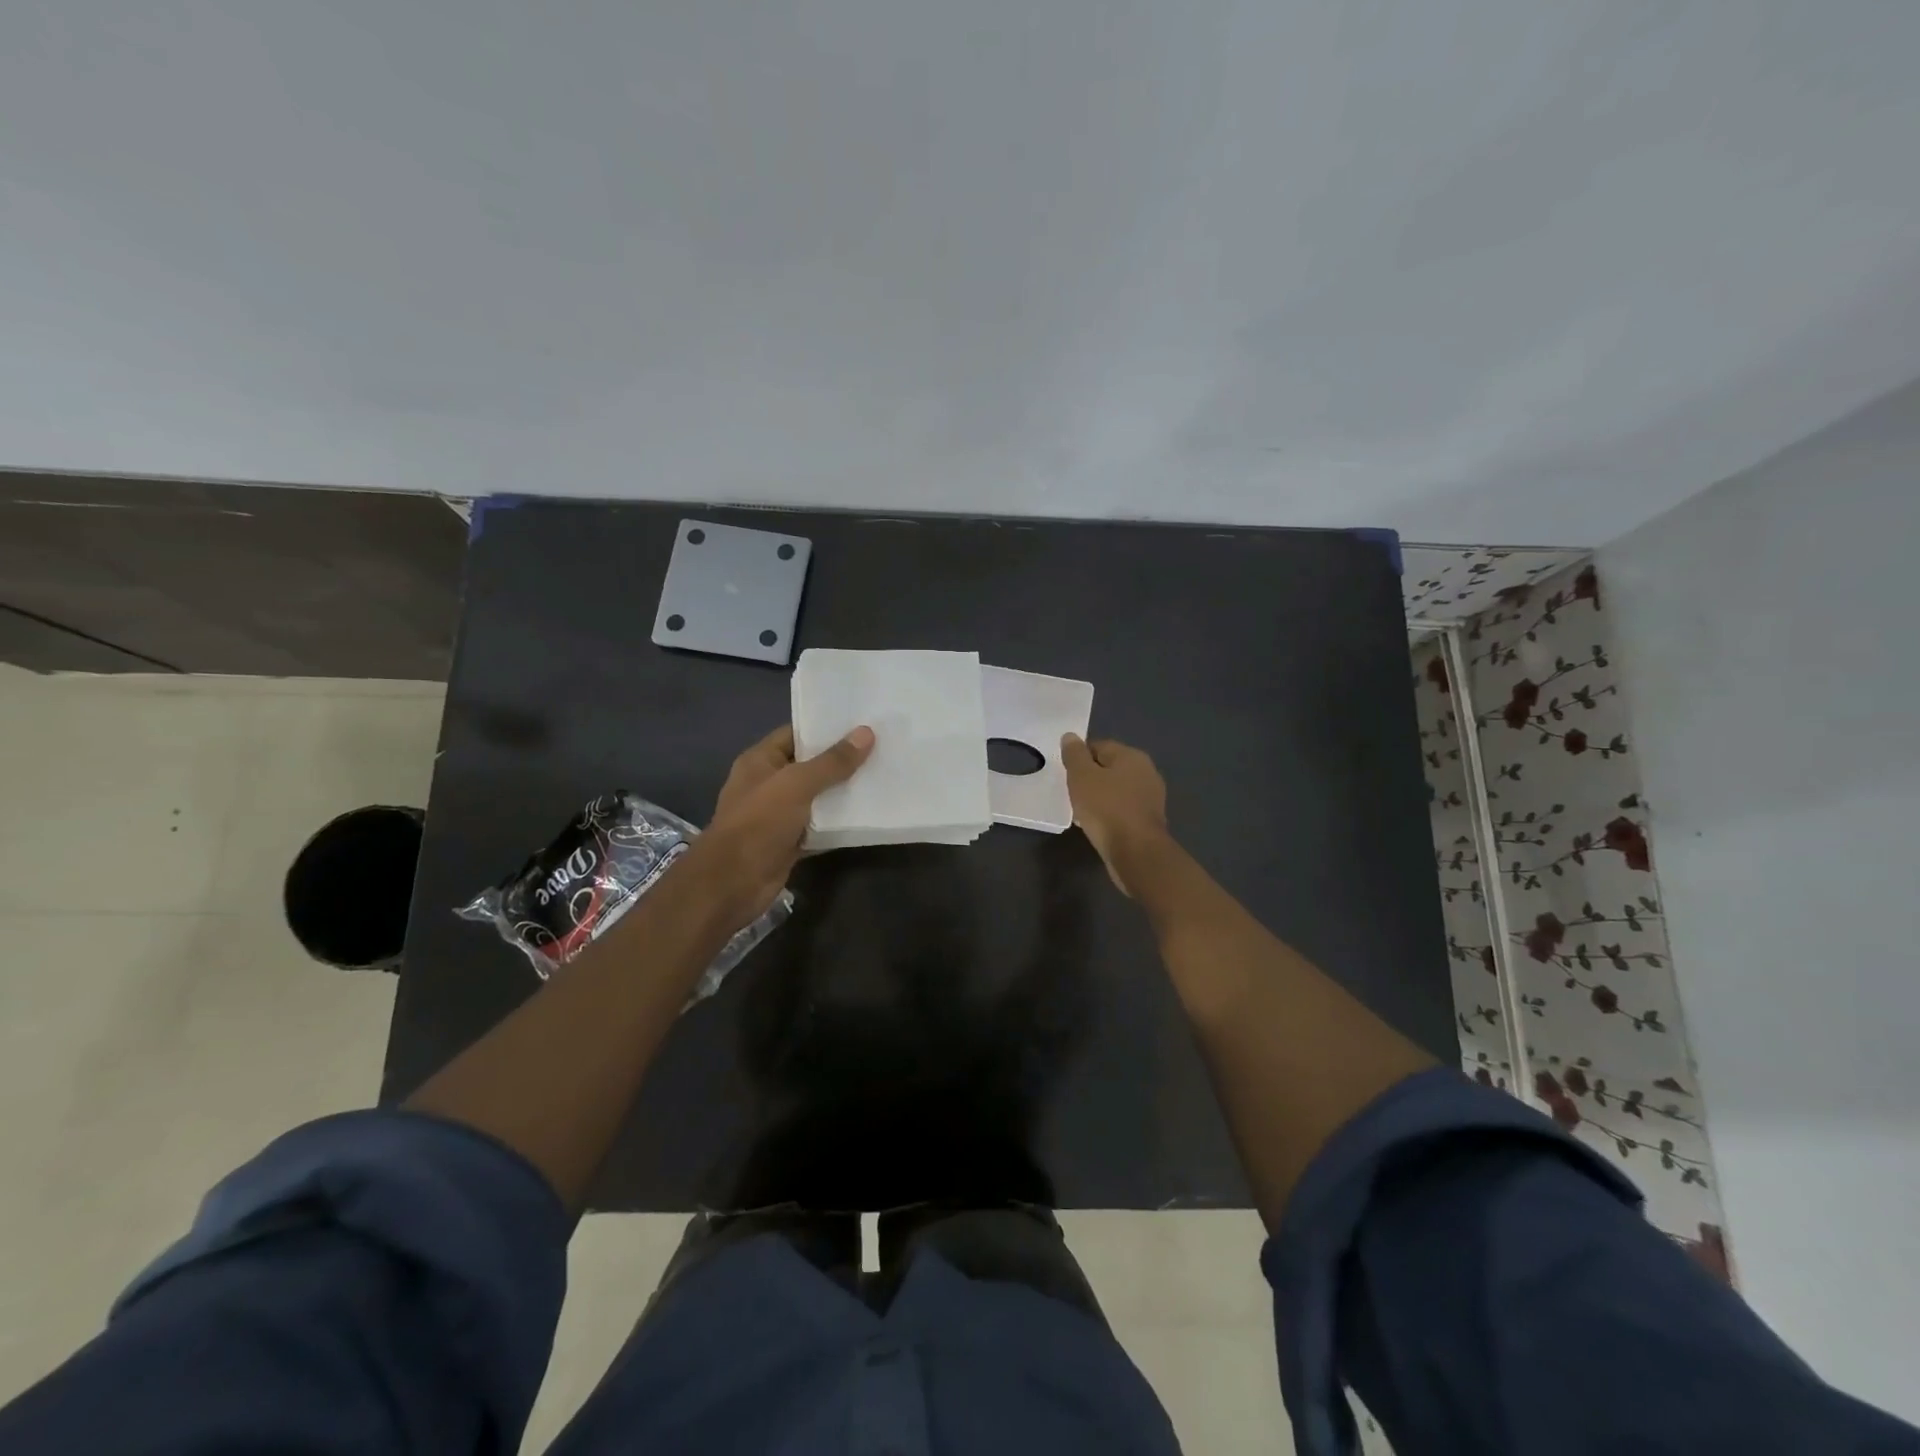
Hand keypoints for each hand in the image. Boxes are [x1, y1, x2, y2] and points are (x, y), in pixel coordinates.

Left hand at [696, 723, 874, 924]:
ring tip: (881, 777)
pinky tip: (868, 815)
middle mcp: (768, 784)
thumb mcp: (797, 784)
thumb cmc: (759, 822)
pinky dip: (838, 823)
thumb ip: (832, 762)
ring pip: (817, 798)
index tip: (861, 723)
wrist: (733, 883)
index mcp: (760, 761)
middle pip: (809, 766)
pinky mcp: (790, 842)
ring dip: (843, 793)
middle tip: (881, 749)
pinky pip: (819, 827)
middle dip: (841, 760)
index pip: (796, 734)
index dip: (825, 728)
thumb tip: (866, 733)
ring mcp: (778, 815)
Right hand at [1060, 734, 1169, 895]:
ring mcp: (1150, 798)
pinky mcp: (1148, 821)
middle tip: (1071, 792)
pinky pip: (1122, 810)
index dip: (1079, 757)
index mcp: (1132, 756)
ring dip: (1099, 798)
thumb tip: (1070, 736)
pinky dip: (1109, 814)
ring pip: (1116, 790)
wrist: (1136, 853)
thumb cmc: (1106, 809)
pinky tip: (1096, 825)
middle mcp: (1146, 772)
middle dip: (1089, 778)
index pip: (1099, 746)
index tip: (1066, 773)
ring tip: (1080, 811)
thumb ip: (1075, 755)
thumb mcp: (1082, 777)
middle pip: (1109, 768)